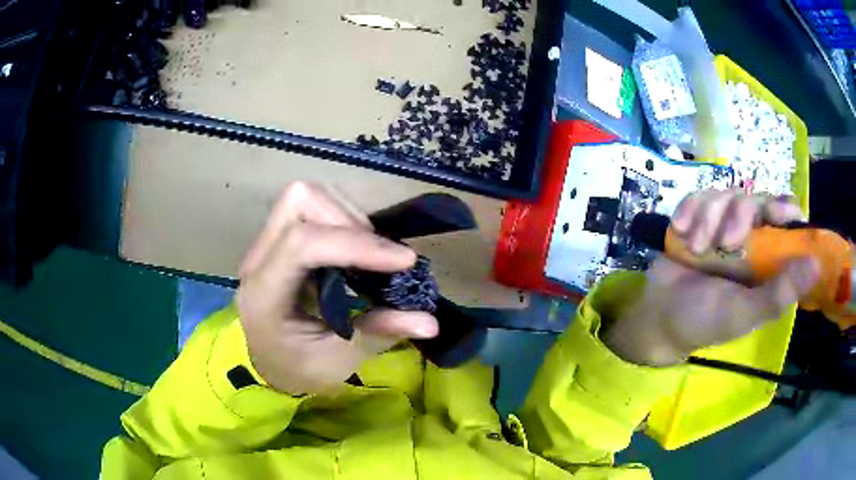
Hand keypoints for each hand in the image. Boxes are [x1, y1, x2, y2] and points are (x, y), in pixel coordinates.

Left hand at [236, 182, 437, 394]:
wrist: (266, 360)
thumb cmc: (296, 368)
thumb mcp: (337, 362)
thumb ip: (378, 335)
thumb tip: (431, 322)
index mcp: (264, 294)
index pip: (301, 244)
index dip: (356, 244)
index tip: (404, 261)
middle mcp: (258, 257)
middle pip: (299, 200)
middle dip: (350, 220)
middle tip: (380, 257)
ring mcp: (266, 242)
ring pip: (306, 196)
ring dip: (349, 217)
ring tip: (371, 254)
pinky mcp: (279, 237)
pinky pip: (313, 207)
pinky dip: (344, 219)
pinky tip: (357, 251)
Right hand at [603, 190, 819, 365]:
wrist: (660, 316)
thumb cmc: (706, 320)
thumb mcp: (744, 313)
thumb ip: (779, 293)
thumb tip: (817, 265)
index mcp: (766, 258)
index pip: (784, 219)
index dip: (783, 208)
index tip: (777, 213)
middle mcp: (748, 236)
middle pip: (753, 199)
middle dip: (738, 215)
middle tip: (724, 243)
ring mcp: (721, 224)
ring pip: (724, 194)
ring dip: (708, 219)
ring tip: (696, 249)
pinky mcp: (697, 217)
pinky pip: (697, 196)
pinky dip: (689, 210)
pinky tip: (681, 231)